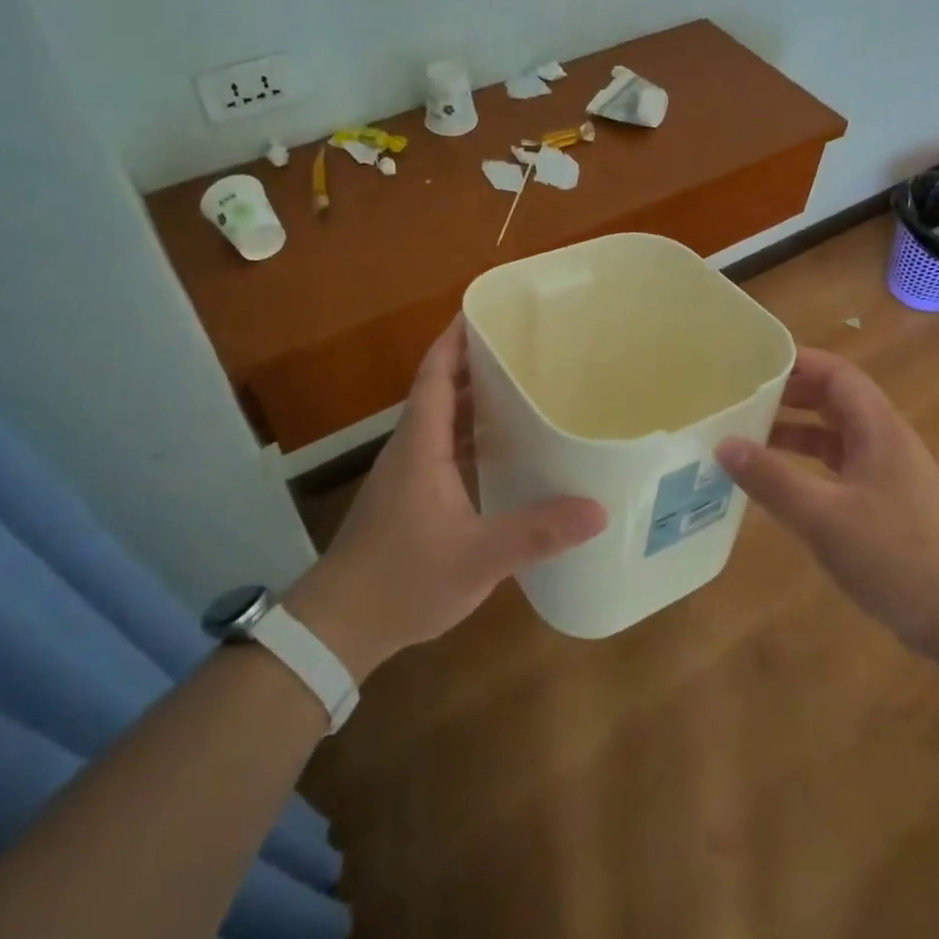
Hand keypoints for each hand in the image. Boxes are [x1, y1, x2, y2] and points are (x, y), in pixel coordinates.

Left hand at [284, 320, 607, 679]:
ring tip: (518, 387)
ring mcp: (405, 475)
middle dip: (474, 363)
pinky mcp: (407, 498)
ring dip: (471, 400)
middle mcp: (409, 449)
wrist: (340, 626)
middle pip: (439, 390)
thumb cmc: (404, 579)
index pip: (435, 375)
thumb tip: (598, 509)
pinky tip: (498, 450)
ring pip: (440, 421)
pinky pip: (440, 449)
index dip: (456, 340)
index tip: (484, 311)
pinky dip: (468, 437)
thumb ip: (536, 532)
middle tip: (521, 347)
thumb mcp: (478, 557)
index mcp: (420, 445)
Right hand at [715, 349, 938, 653]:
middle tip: (741, 397)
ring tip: (748, 436)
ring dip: (795, 431)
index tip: (753, 361)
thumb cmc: (895, 555)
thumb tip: (723, 443)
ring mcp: (888, 472)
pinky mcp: (886, 502)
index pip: (837, 373)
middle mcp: (886, 440)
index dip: (797, 360)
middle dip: (789, 394)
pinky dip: (807, 464)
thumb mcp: (823, 516)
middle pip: (835, 399)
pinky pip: (839, 466)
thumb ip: (771, 478)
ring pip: (835, 435)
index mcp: (878, 428)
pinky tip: (779, 482)